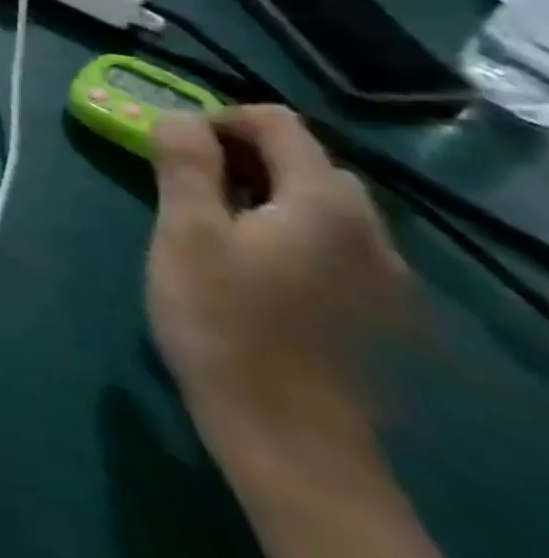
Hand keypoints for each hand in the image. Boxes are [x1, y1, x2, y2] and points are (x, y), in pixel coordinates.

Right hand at [148, 107, 406, 472]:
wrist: (290, 441)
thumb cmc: (224, 322)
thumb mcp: (185, 231)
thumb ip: (185, 163)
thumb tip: (179, 116)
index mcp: (324, 202)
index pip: (275, 122)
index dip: (217, 120)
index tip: (173, 150)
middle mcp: (370, 229)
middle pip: (302, 160)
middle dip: (239, 158)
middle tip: (185, 189)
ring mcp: (383, 275)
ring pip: (317, 204)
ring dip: (263, 196)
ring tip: (212, 229)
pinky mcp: (377, 312)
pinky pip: (331, 244)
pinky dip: (287, 233)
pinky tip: (252, 272)